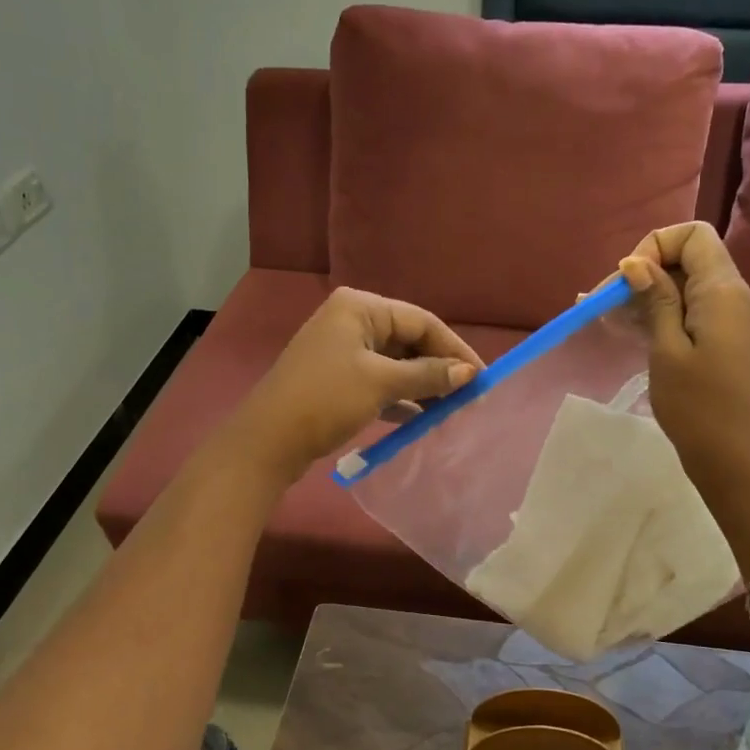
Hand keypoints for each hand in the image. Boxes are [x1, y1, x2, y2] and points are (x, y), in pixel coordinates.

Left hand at [227, 288, 482, 485]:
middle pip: (409, 340)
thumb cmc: (326, 400)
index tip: (482, 377)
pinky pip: (380, 381)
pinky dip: (401, 396)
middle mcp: (351, 320)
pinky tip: (422, 417)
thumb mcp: (381, 383)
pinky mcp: (337, 378)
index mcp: (360, 307)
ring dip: (423, 385)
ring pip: (396, 363)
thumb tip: (469, 373)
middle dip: (439, 368)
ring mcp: (342, 350)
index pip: (421, 321)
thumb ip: (428, 375)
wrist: (268, 441)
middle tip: (470, 396)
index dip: (454, 349)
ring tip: (452, 409)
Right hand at [616, 222, 749, 500]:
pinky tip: (635, 334)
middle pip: (690, 262)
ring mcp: (741, 322)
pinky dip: (667, 317)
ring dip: (651, 298)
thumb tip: (637, 263)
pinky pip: (699, 314)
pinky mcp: (735, 344)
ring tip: (608, 321)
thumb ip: (656, 300)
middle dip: (645, 275)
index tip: (627, 283)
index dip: (655, 247)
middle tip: (601, 306)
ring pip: (692, 290)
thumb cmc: (697, 408)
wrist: (738, 462)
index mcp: (726, 292)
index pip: (694, 236)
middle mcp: (740, 298)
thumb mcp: (667, 350)